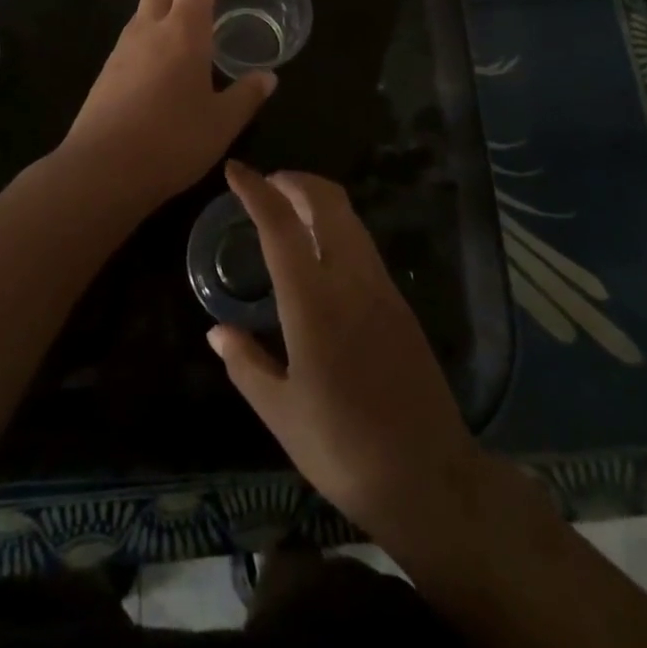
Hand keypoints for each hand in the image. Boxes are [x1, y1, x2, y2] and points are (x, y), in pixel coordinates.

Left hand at [60, 0, 275, 210]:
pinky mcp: (106, 73)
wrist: (101, 171)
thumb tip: (268, 77)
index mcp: (183, 32)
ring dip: (164, 8)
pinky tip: (162, 67)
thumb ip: (246, 96)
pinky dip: (150, 36)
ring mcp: (122, 50)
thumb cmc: (172, 141)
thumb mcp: (221, 123)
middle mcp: (149, 30)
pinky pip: (132, 38)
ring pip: (143, 10)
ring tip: (186, 32)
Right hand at [208, 163, 487, 545]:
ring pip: (349, 218)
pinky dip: (336, 226)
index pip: (281, 225)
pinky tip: (320, 253)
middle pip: (327, 201)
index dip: (256, 191)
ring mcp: (382, 287)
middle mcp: (351, 279)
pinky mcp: (400, 302)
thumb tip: (217, 331)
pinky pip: (363, 243)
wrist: (429, 477)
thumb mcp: (281, 413)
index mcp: (314, 302)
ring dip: (318, 199)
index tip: (235, 170)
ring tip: (289, 211)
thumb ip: (246, 364)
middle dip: (294, 180)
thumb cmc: (343, 448)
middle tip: (266, 185)